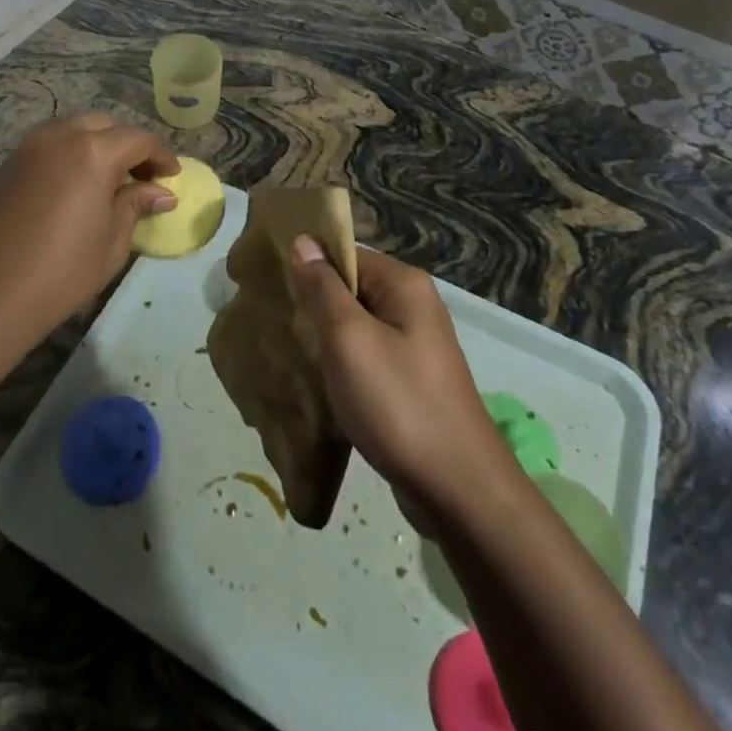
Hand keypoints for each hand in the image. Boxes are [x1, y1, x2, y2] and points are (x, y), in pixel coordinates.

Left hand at [0, 113, 178, 343]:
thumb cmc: (60, 273)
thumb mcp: (111, 242)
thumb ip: (135, 206)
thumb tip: (160, 193)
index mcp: (92, 152)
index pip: (138, 139)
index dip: (161, 156)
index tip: (172, 178)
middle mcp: (59, 137)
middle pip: (104, 126)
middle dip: (128, 146)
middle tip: (141, 178)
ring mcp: (28, 148)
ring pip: (73, 130)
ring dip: (96, 146)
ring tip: (107, 181)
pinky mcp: (7, 165)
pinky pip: (48, 146)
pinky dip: (69, 155)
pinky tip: (73, 189)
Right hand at [288, 240, 512, 527]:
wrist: (458, 490)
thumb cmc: (398, 403)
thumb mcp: (349, 338)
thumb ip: (323, 288)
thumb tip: (303, 240)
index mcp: (404, 284)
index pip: (346, 254)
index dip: (309, 267)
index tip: (273, 287)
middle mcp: (415, 305)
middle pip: (352, 289)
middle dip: (316, 306)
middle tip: (277, 323)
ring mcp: (418, 346)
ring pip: (358, 326)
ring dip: (328, 340)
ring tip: (292, 354)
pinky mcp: (413, 381)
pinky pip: (369, 357)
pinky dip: (345, 366)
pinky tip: (321, 384)